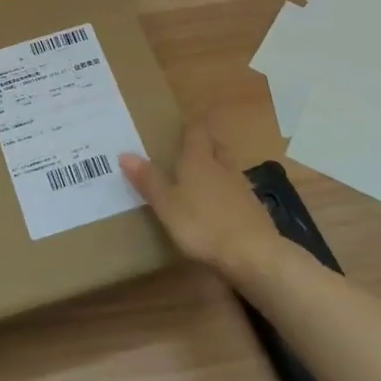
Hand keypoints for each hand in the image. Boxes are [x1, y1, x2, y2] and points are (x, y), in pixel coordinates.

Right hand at [121, 122, 274, 274]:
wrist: (253, 254)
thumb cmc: (202, 224)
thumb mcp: (166, 205)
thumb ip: (148, 180)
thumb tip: (125, 153)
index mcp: (199, 160)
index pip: (196, 132)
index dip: (189, 127)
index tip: (180, 127)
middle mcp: (223, 167)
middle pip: (216, 147)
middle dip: (206, 146)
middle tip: (190, 150)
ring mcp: (243, 188)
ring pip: (229, 169)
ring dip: (218, 169)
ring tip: (204, 178)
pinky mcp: (256, 211)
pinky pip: (239, 193)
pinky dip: (229, 194)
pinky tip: (222, 208)